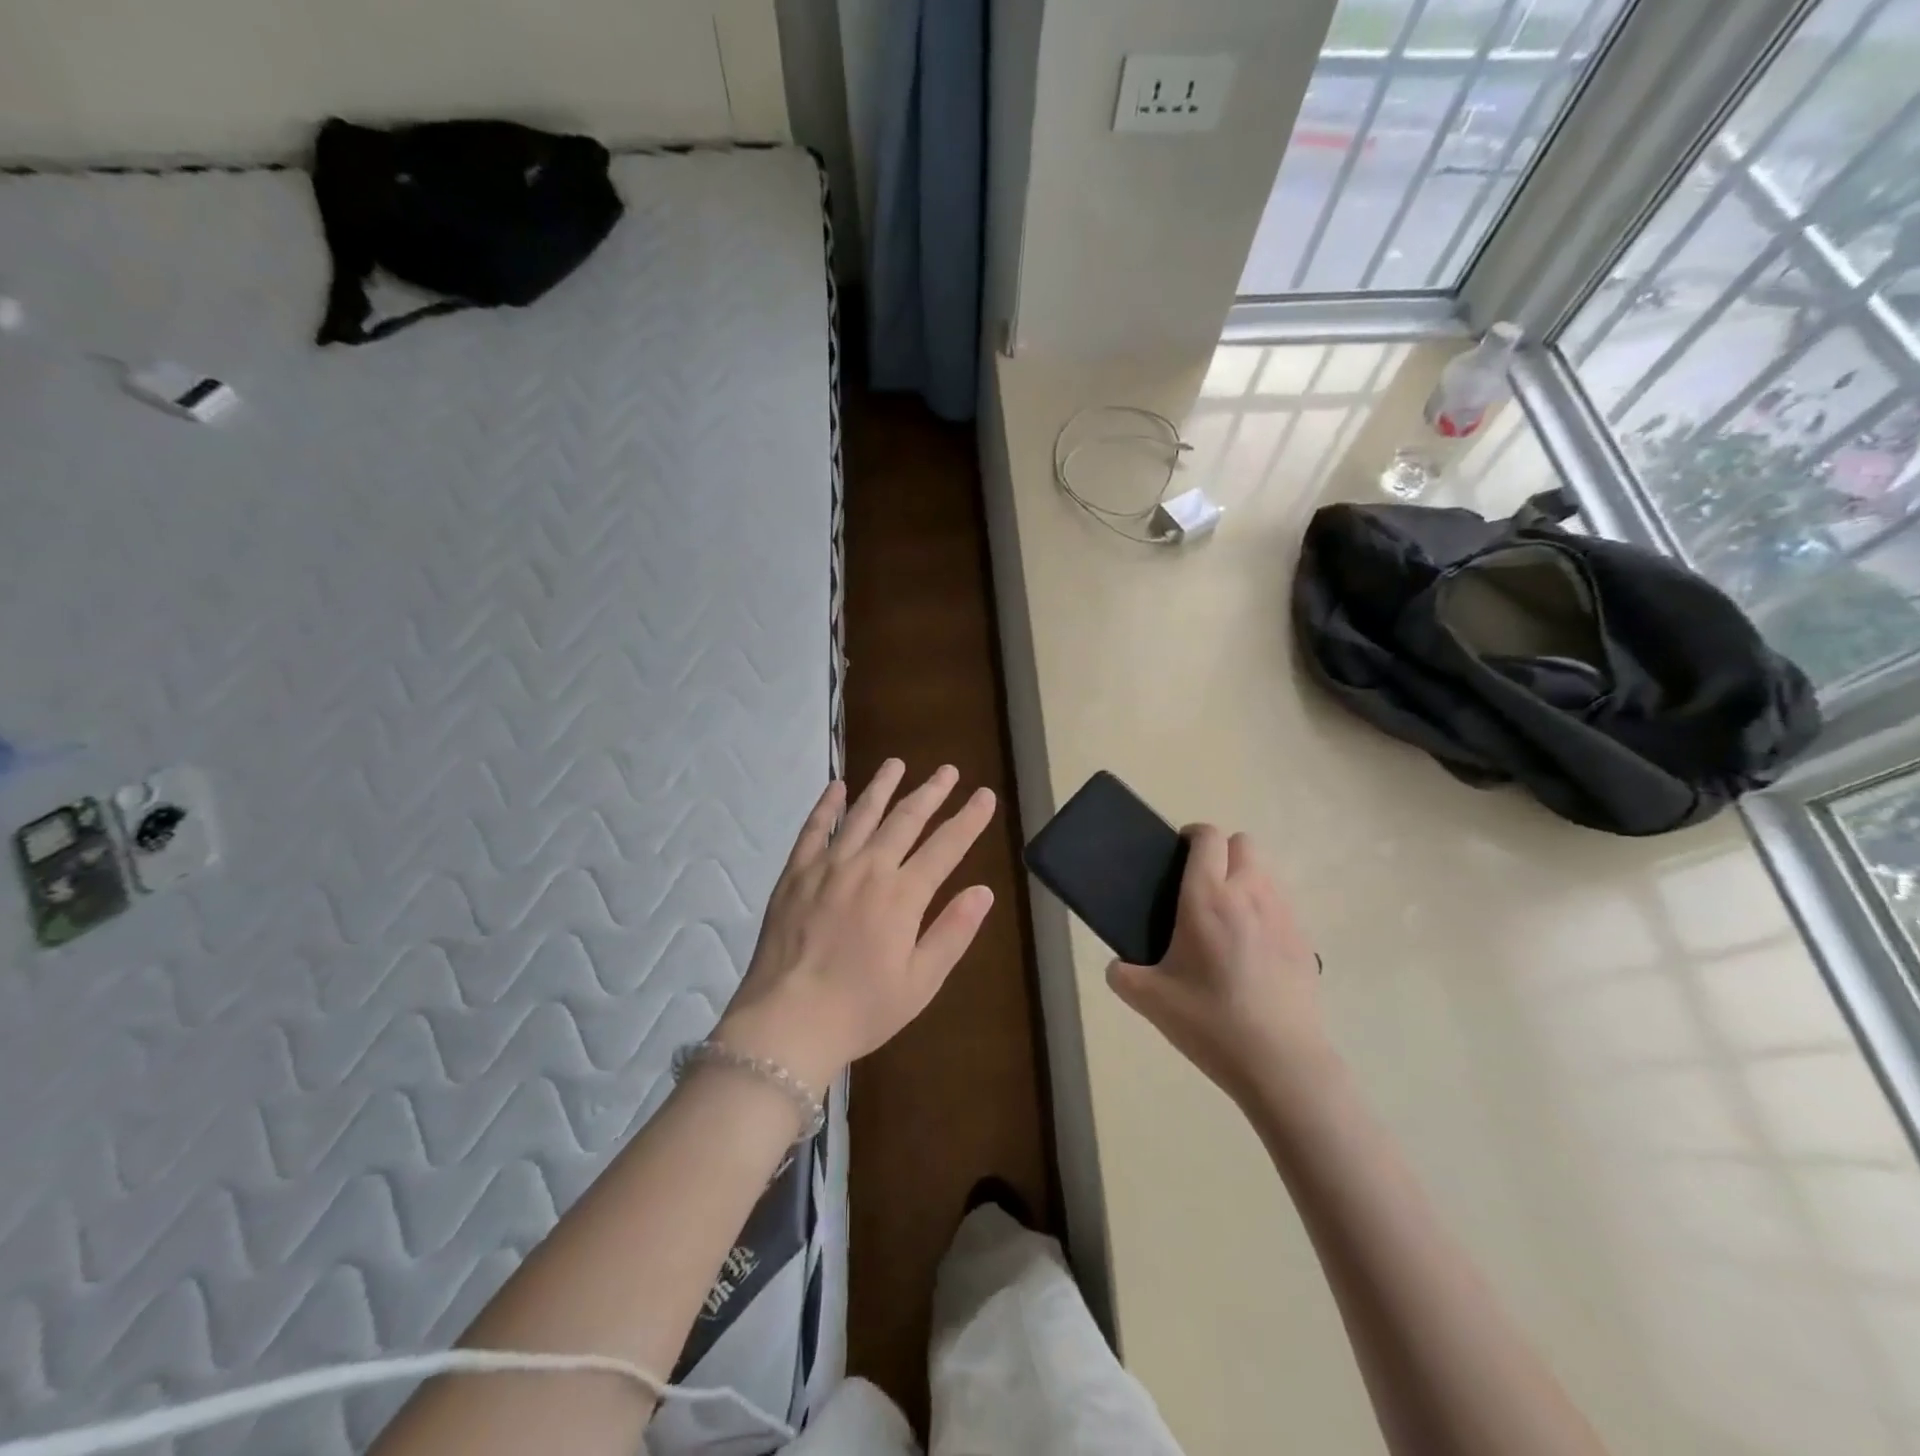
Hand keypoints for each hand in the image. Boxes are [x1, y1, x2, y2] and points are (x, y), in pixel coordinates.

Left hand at [716, 760, 997, 1090]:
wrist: (786, 1021)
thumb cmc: (861, 1009)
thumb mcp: (920, 982)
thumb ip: (953, 932)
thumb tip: (984, 891)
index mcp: (903, 895)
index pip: (946, 846)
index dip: (969, 819)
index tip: (985, 795)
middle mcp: (869, 868)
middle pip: (906, 818)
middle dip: (931, 791)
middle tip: (948, 770)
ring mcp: (828, 866)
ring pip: (862, 813)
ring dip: (883, 786)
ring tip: (897, 763)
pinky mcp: (796, 873)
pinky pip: (815, 828)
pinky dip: (827, 805)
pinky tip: (837, 786)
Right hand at [1108, 825, 1327, 1108]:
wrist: (1281, 1064)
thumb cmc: (1210, 1022)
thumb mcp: (1150, 1000)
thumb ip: (1123, 975)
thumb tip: (1118, 967)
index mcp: (1207, 898)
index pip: (1208, 837)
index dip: (1192, 835)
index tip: (1177, 854)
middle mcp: (1249, 895)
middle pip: (1243, 842)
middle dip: (1222, 851)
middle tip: (1200, 885)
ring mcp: (1282, 916)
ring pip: (1266, 871)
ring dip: (1245, 877)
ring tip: (1226, 916)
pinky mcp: (1304, 941)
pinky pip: (1282, 904)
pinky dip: (1265, 908)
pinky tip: (1251, 948)